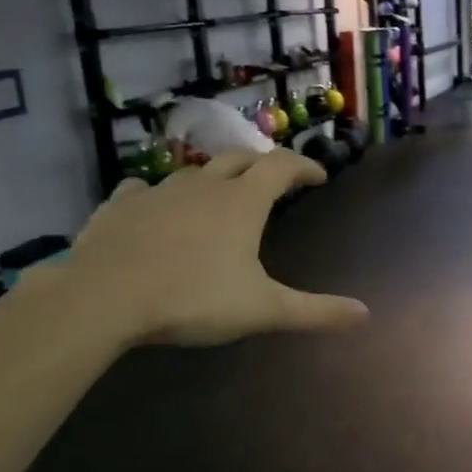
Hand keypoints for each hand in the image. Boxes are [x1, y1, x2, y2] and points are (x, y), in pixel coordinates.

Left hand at [62, 150, 368, 346]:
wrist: (105, 297)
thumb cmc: (193, 299)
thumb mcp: (263, 310)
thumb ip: (315, 311)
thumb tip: (365, 313)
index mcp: (242, 203)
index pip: (282, 167)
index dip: (304, 167)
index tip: (319, 176)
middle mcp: (203, 186)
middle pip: (239, 158)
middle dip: (261, 164)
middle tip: (273, 179)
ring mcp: (158, 192)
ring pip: (192, 172)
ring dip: (212, 178)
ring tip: (217, 195)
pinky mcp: (119, 206)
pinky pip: (142, 189)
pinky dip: (156, 194)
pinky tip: (152, 206)